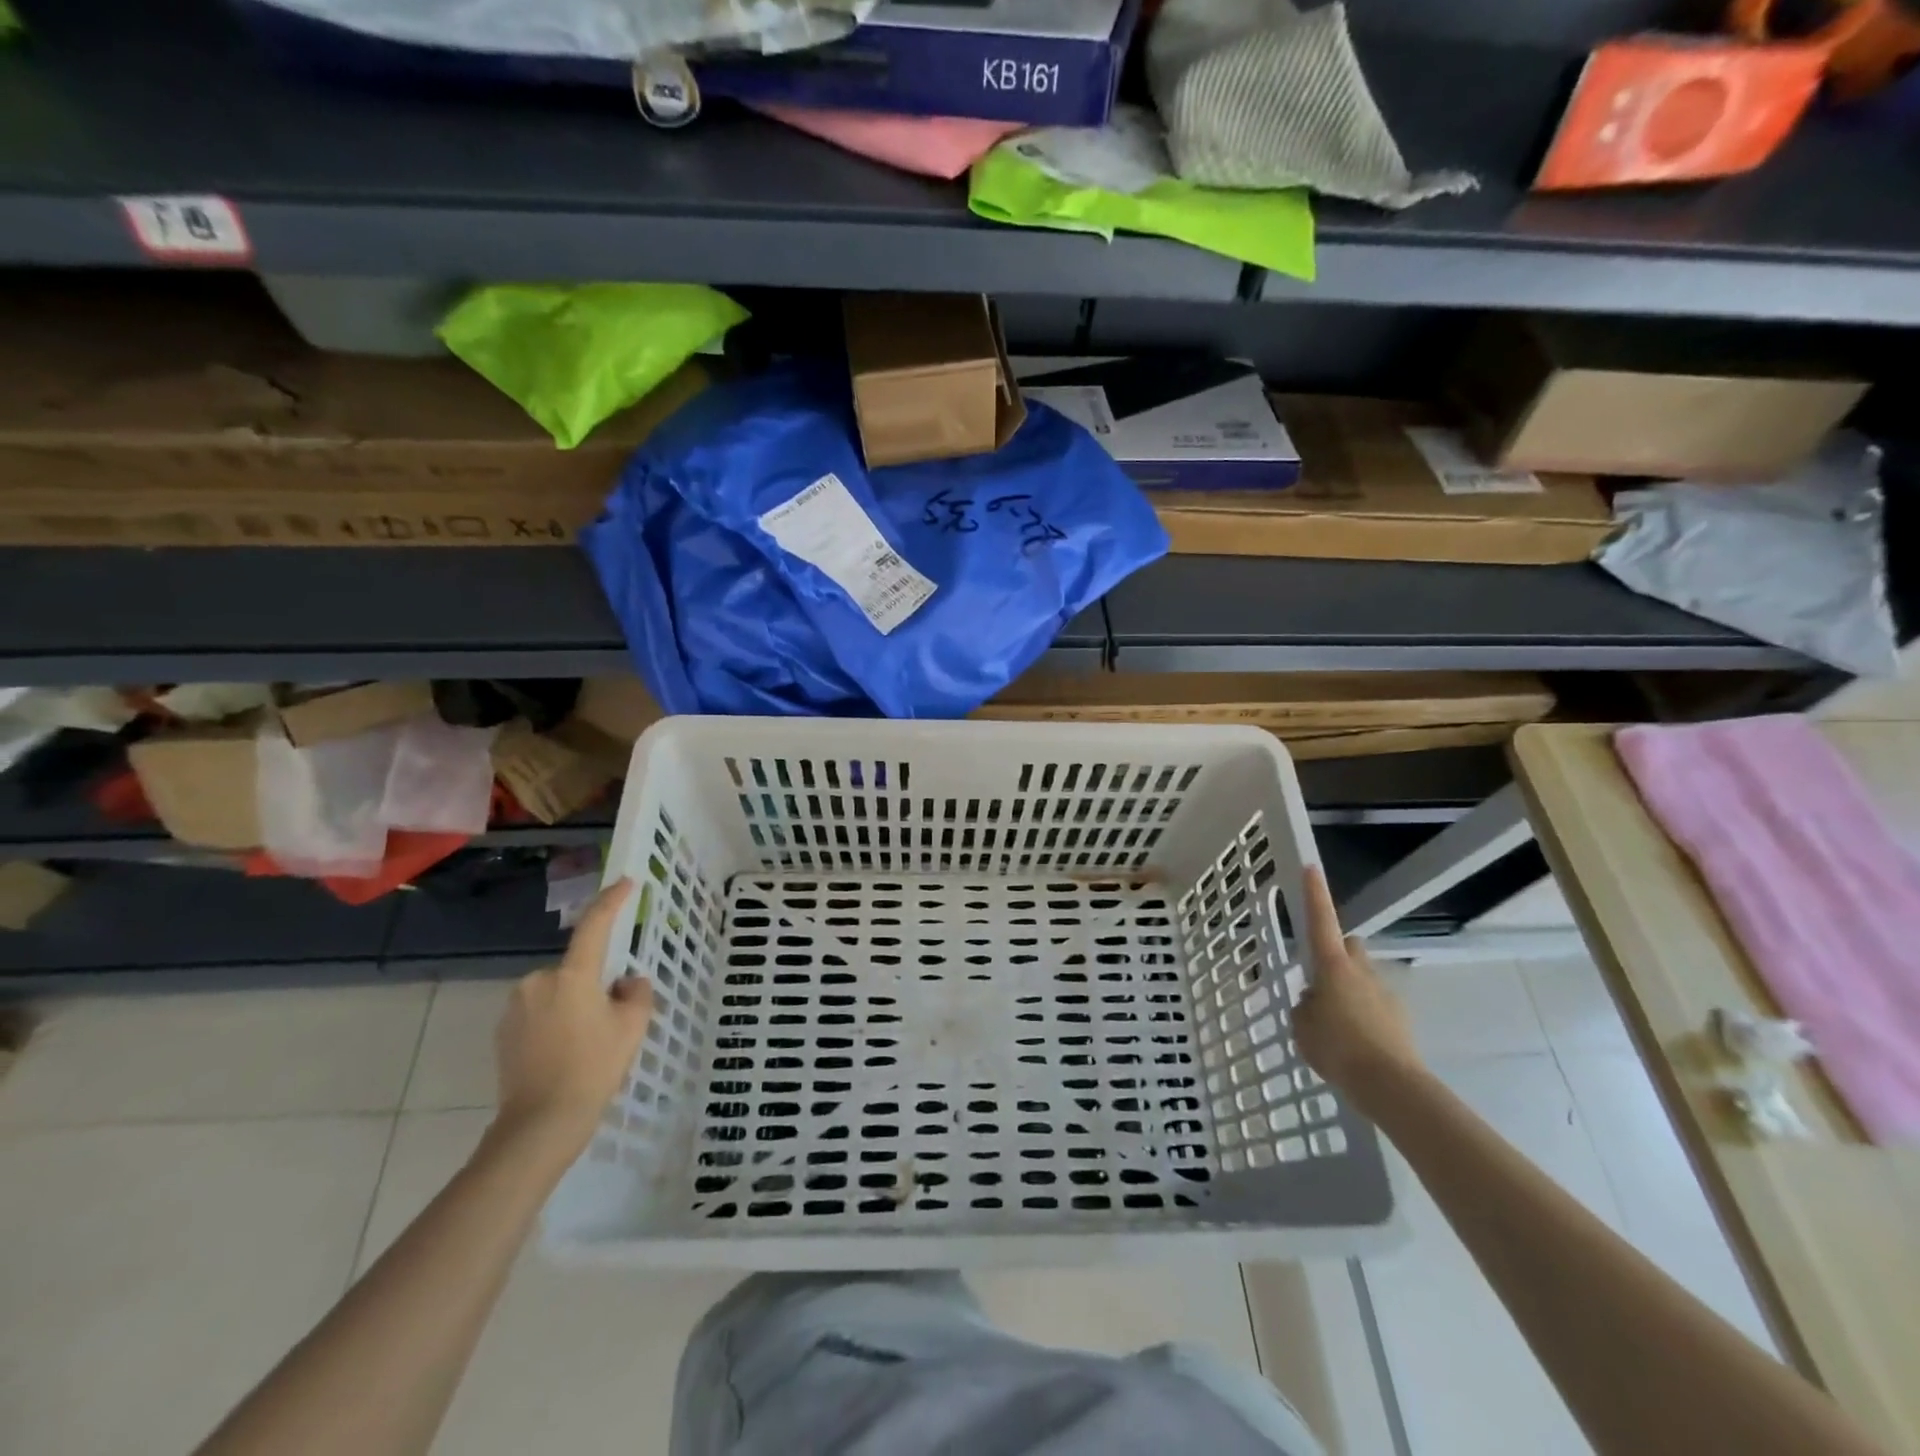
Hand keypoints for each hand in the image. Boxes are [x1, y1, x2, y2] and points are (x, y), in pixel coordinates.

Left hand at [492, 879, 652, 1158]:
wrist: (539, 1124)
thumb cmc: (592, 1068)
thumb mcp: (631, 1028)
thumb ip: (636, 993)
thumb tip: (625, 983)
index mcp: (572, 975)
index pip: (595, 926)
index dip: (612, 901)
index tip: (627, 883)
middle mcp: (538, 981)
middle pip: (577, 967)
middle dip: (595, 980)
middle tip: (613, 1013)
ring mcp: (516, 1006)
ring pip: (558, 990)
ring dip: (574, 1001)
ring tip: (588, 1040)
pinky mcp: (503, 1031)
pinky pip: (539, 1011)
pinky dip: (555, 1020)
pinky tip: (565, 1051)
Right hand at [1291, 866, 1423, 1102]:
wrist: (1390, 1086)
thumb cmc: (1337, 1048)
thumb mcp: (1302, 1027)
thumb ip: (1304, 1008)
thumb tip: (1315, 1003)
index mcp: (1332, 967)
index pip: (1321, 921)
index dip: (1315, 894)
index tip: (1311, 867)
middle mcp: (1361, 971)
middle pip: (1349, 946)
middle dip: (1337, 954)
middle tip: (1320, 979)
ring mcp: (1385, 994)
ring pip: (1363, 978)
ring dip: (1350, 989)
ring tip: (1336, 1024)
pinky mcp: (1400, 1020)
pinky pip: (1376, 1007)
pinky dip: (1365, 1016)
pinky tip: (1355, 1044)